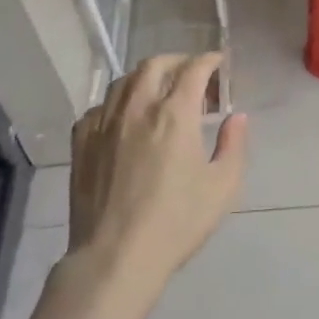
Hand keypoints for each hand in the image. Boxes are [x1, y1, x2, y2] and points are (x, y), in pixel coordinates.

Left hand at [66, 53, 248, 296]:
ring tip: (159, 93)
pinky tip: (125, 120)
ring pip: (124, 80)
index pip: (194, 69)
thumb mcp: (222, 187)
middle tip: (192, 77)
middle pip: (155, 64)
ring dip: (146, 78)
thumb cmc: (176, 223)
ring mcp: (104, 122)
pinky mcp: (81, 142)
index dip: (209, 60)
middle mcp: (138, 107)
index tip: (219, 63)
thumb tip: (236, 117)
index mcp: (175, 114)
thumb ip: (233, 145)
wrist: (114, 258)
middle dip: (178, 62)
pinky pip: (99, 107)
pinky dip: (118, 103)